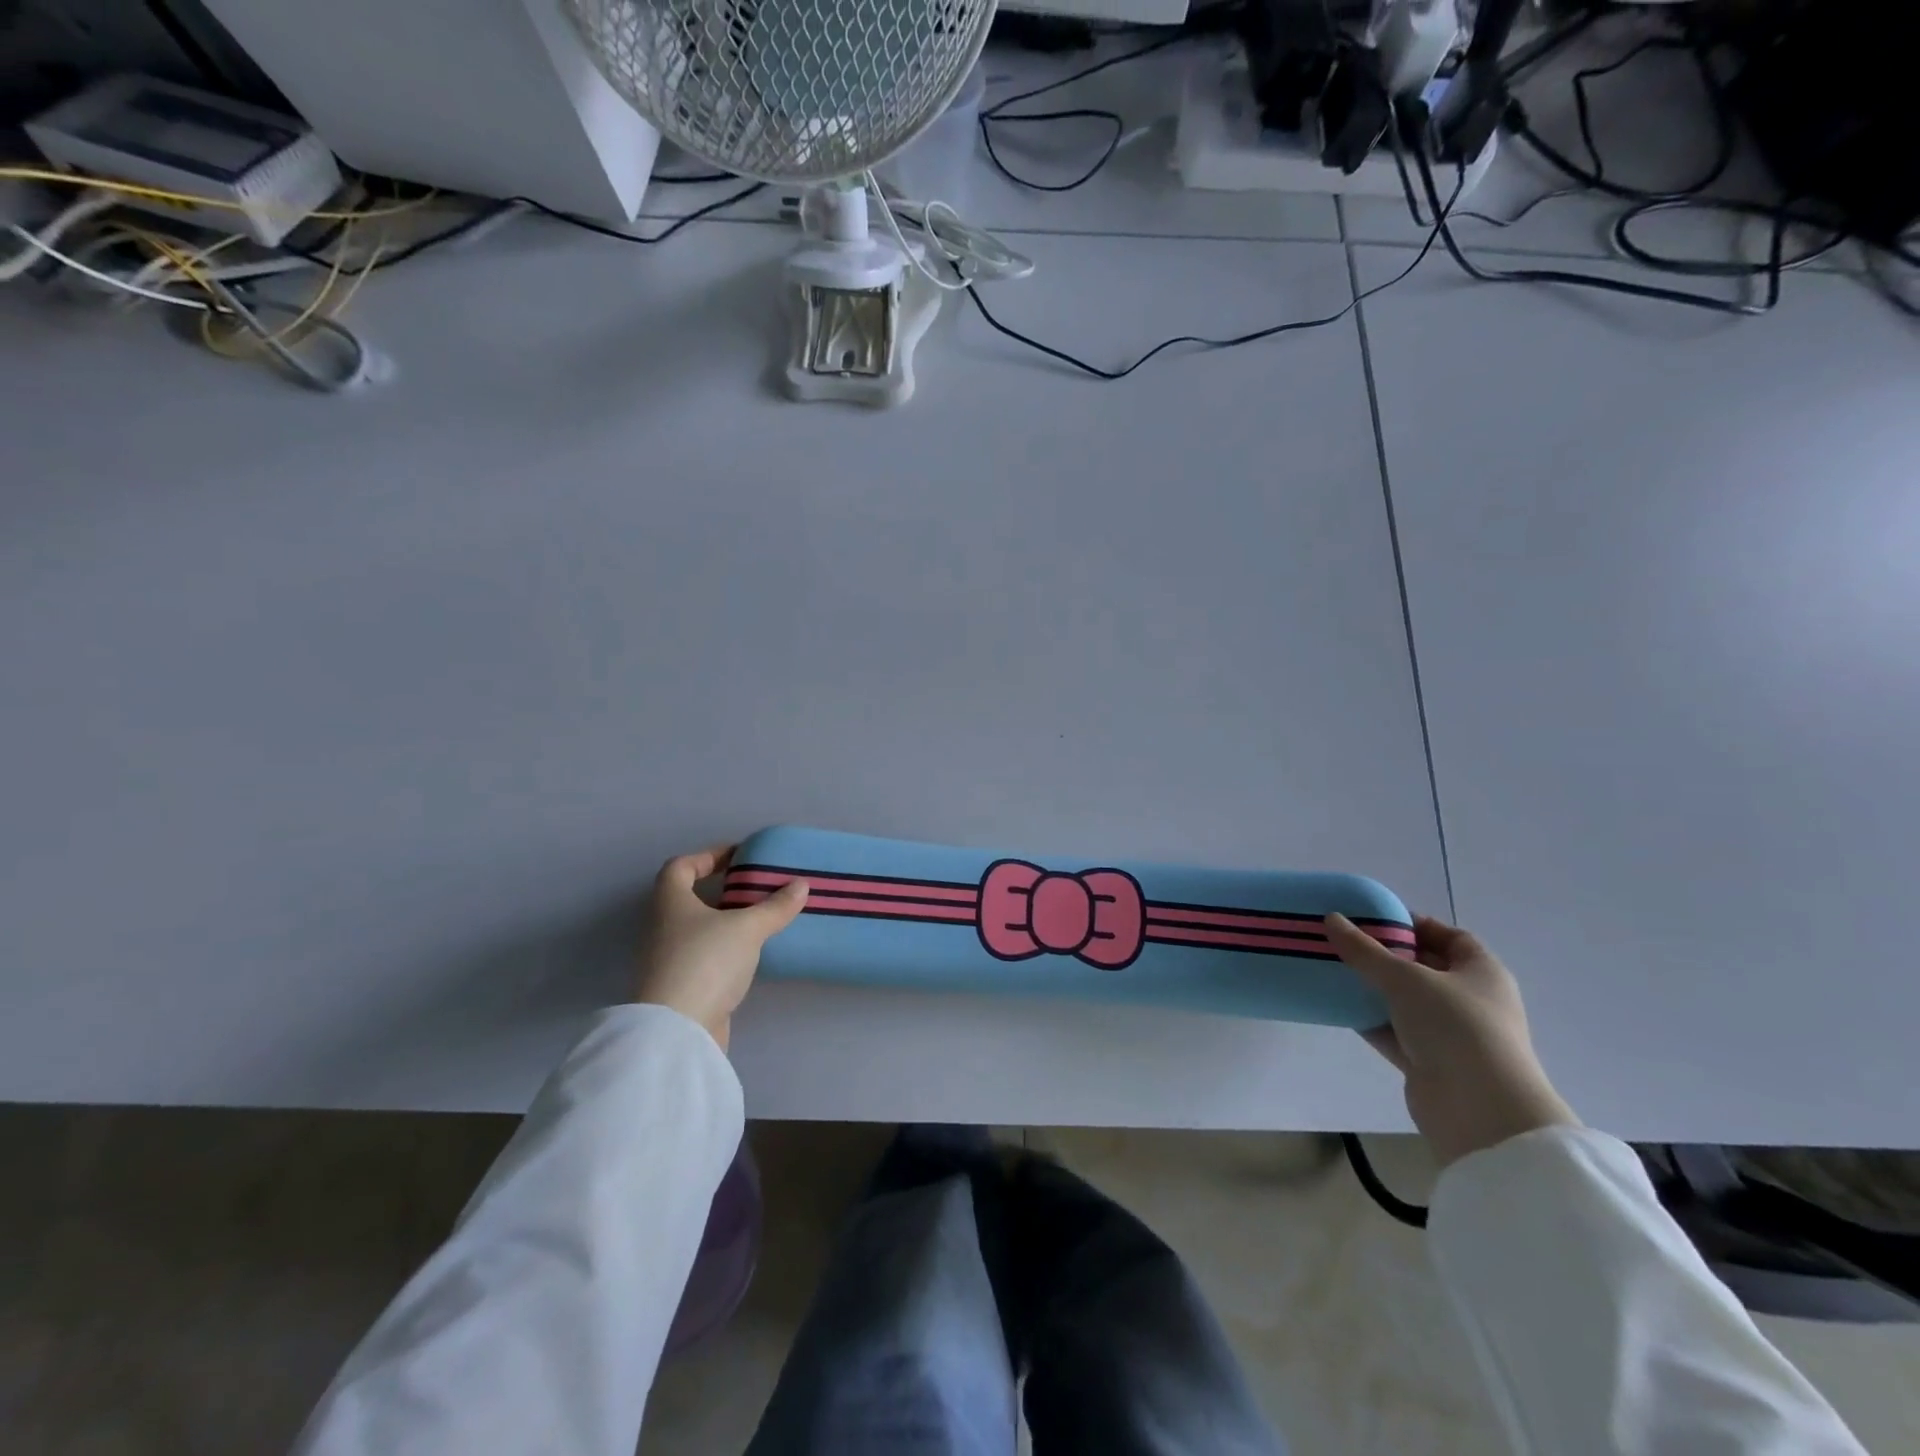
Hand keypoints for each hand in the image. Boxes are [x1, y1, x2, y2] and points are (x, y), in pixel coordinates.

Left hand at [635, 845, 807, 1049]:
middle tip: (756, 887)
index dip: (707, 856)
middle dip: (721, 890)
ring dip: (726, 921)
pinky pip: (705, 957)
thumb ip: (775, 906)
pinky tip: (753, 954)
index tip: (738, 856)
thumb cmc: (706, 962)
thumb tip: (801, 884)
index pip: (680, 867)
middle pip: (689, 898)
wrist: (678, 1032)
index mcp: (670, 902)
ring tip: (762, 918)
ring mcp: (668, 960)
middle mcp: (663, 927)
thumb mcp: (747, 928)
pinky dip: (726, 950)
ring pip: (698, 929)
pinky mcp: (681, 987)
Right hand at [1325, 913, 1578, 1168]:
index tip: (1372, 917)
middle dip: (1384, 955)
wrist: (1480, 1111)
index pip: (1449, 937)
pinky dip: (1369, 1019)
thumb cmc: (1455, 1027)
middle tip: (1343, 941)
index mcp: (1481, 972)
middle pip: (1423, 968)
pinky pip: (1393, 1031)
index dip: (1414, 924)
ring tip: (1331, 969)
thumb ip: (1364, 949)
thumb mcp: (1405, 978)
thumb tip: (1331, 918)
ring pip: (1404, 1001)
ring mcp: (1451, 1034)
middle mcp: (1470, 1000)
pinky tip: (1336, 1006)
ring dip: (1371, 988)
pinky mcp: (1429, 1062)